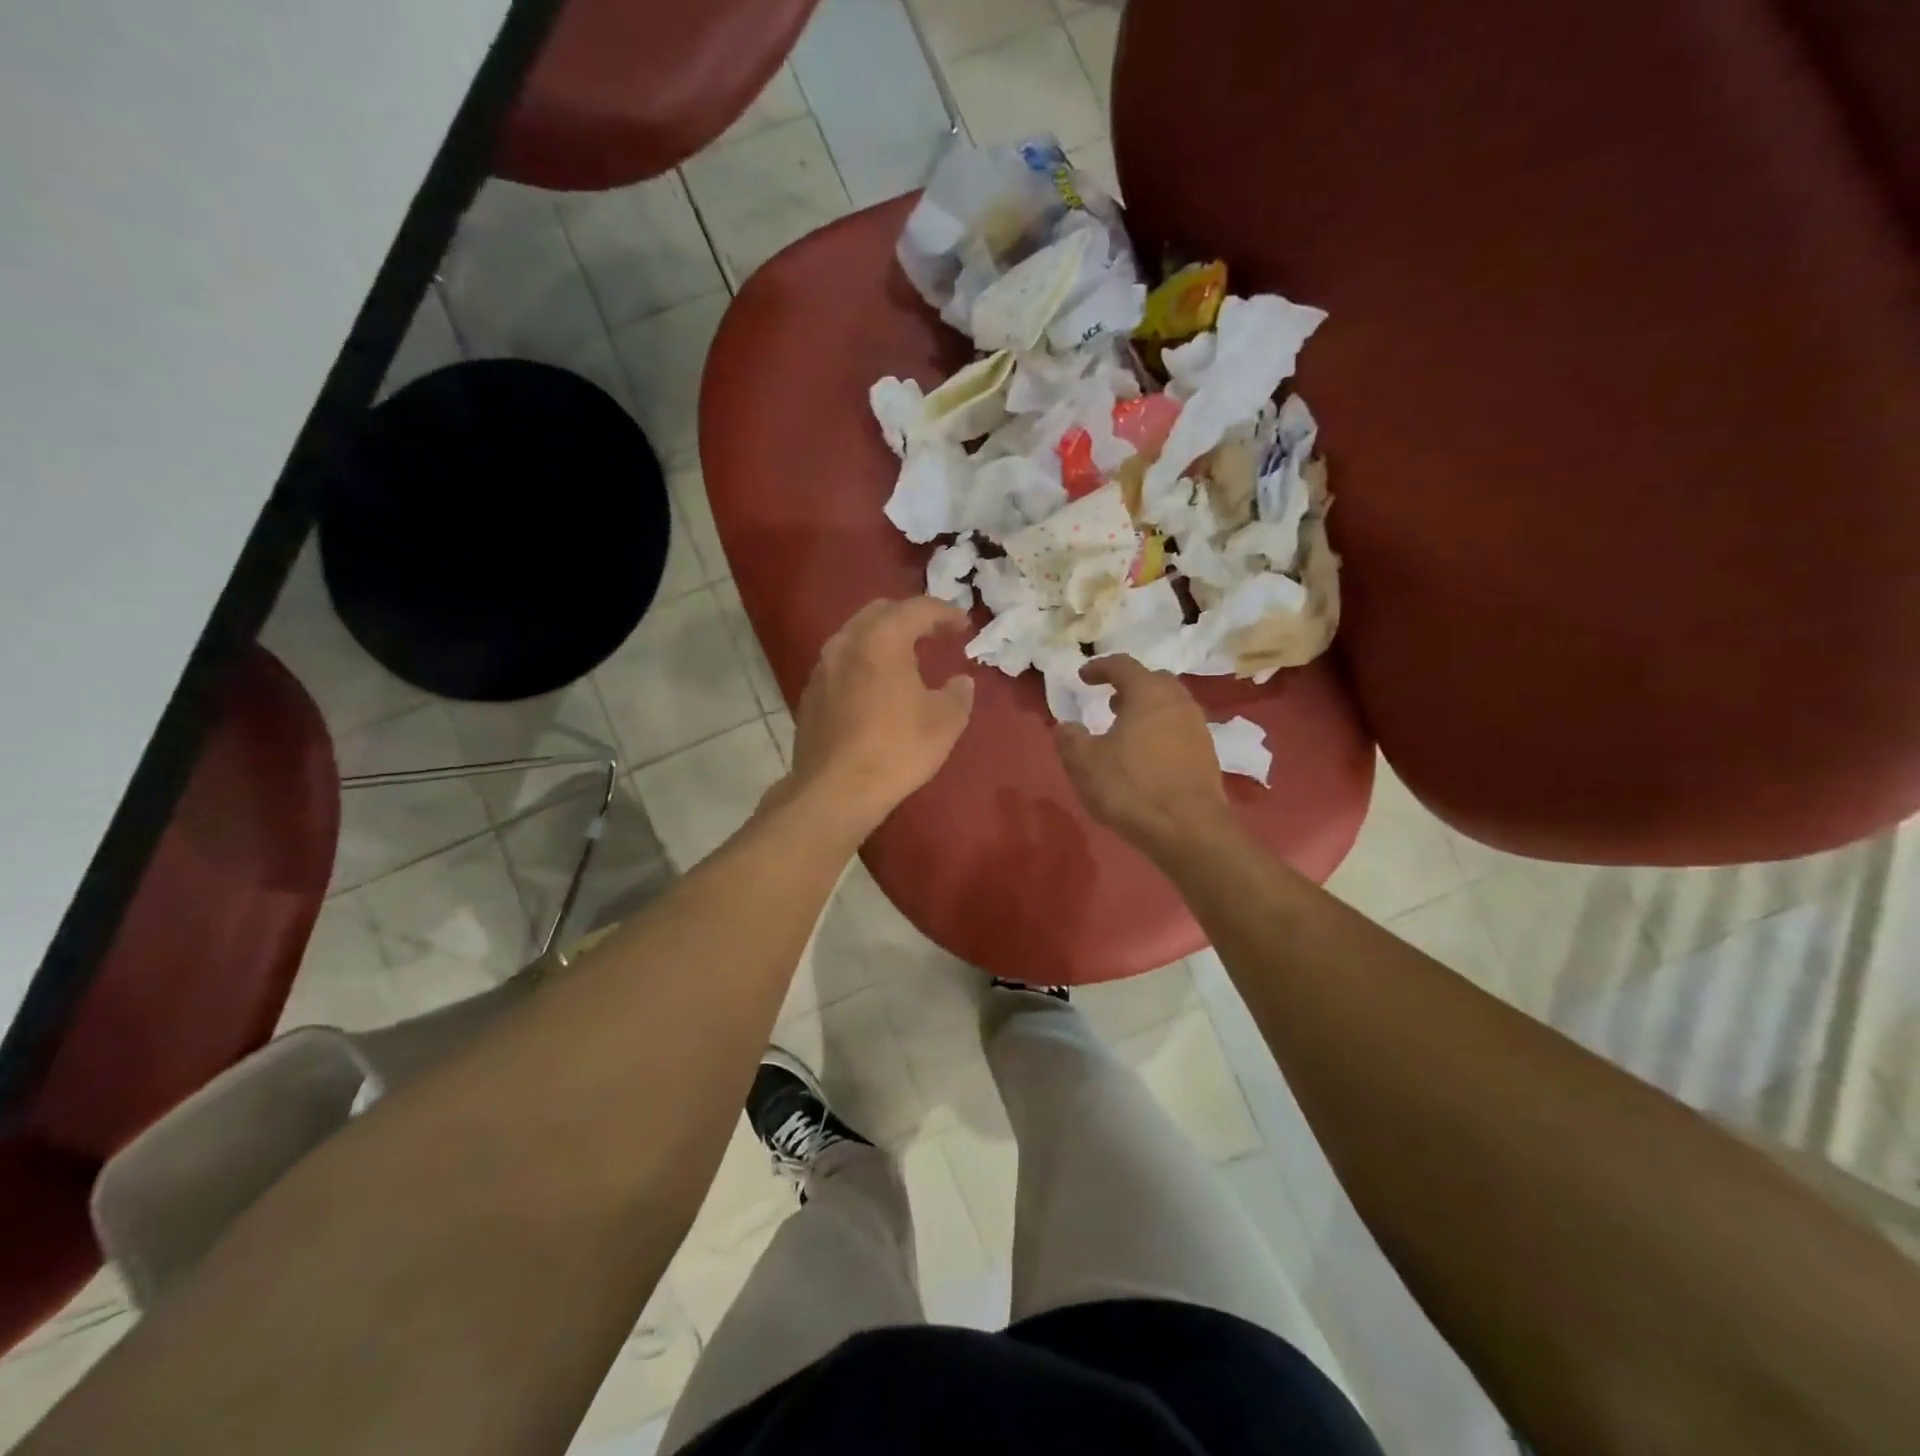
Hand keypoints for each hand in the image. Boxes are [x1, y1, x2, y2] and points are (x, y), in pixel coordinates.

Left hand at [787, 597, 975, 832]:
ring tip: (906, 659)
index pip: (918, 609)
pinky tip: (876, 687)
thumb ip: (958, 694)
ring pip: (856, 636)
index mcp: (882, 639)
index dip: (945, 612)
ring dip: (883, 639)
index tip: (963, 625)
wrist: (835, 790)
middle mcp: (847, 642)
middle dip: (909, 617)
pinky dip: (863, 662)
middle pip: (880, 612)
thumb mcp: (944, 723)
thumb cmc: (896, 749)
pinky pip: (842, 663)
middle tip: (934, 633)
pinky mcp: (810, 693)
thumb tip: (961, 682)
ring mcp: (823, 667)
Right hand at [1055, 656, 1229, 852]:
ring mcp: (1198, 728)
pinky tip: (1145, 756)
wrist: (1189, 829)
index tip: (1083, 676)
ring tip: (1125, 729)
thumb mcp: (1084, 763)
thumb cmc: (1132, 787)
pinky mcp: (1207, 755)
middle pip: (1153, 681)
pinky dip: (1160, 732)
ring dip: (1146, 710)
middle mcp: (1178, 702)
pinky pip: (1179, 730)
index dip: (1100, 667)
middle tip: (1108, 700)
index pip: (1123, 665)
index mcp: (1148, 693)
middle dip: (1129, 686)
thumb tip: (1066, 726)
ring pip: (1170, 706)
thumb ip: (1070, 739)